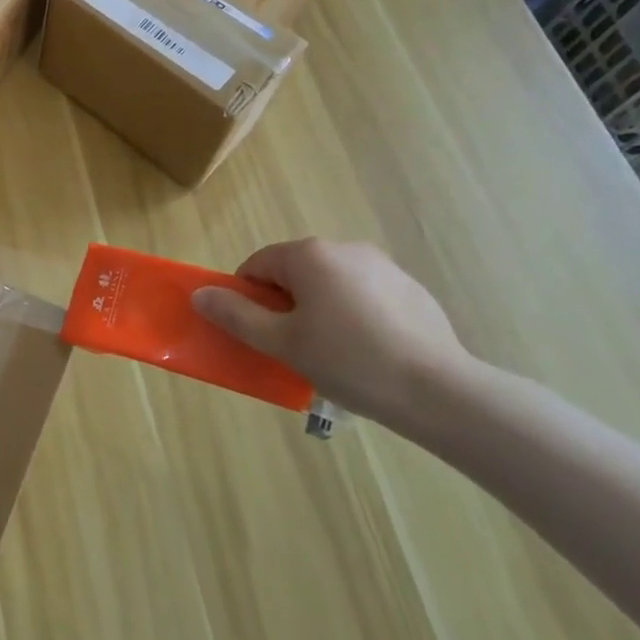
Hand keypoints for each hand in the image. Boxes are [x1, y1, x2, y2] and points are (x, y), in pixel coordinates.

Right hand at [190, 238, 471, 433]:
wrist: (439, 391)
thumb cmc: (348, 361)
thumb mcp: (281, 342)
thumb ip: (236, 315)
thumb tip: (200, 295)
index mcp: (310, 255)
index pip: (258, 265)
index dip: (247, 298)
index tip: (257, 333)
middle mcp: (346, 248)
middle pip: (295, 272)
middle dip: (285, 305)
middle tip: (292, 346)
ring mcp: (384, 267)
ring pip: (331, 284)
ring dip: (320, 310)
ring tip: (333, 355)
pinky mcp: (412, 290)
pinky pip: (365, 296)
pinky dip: (355, 317)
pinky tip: (368, 353)